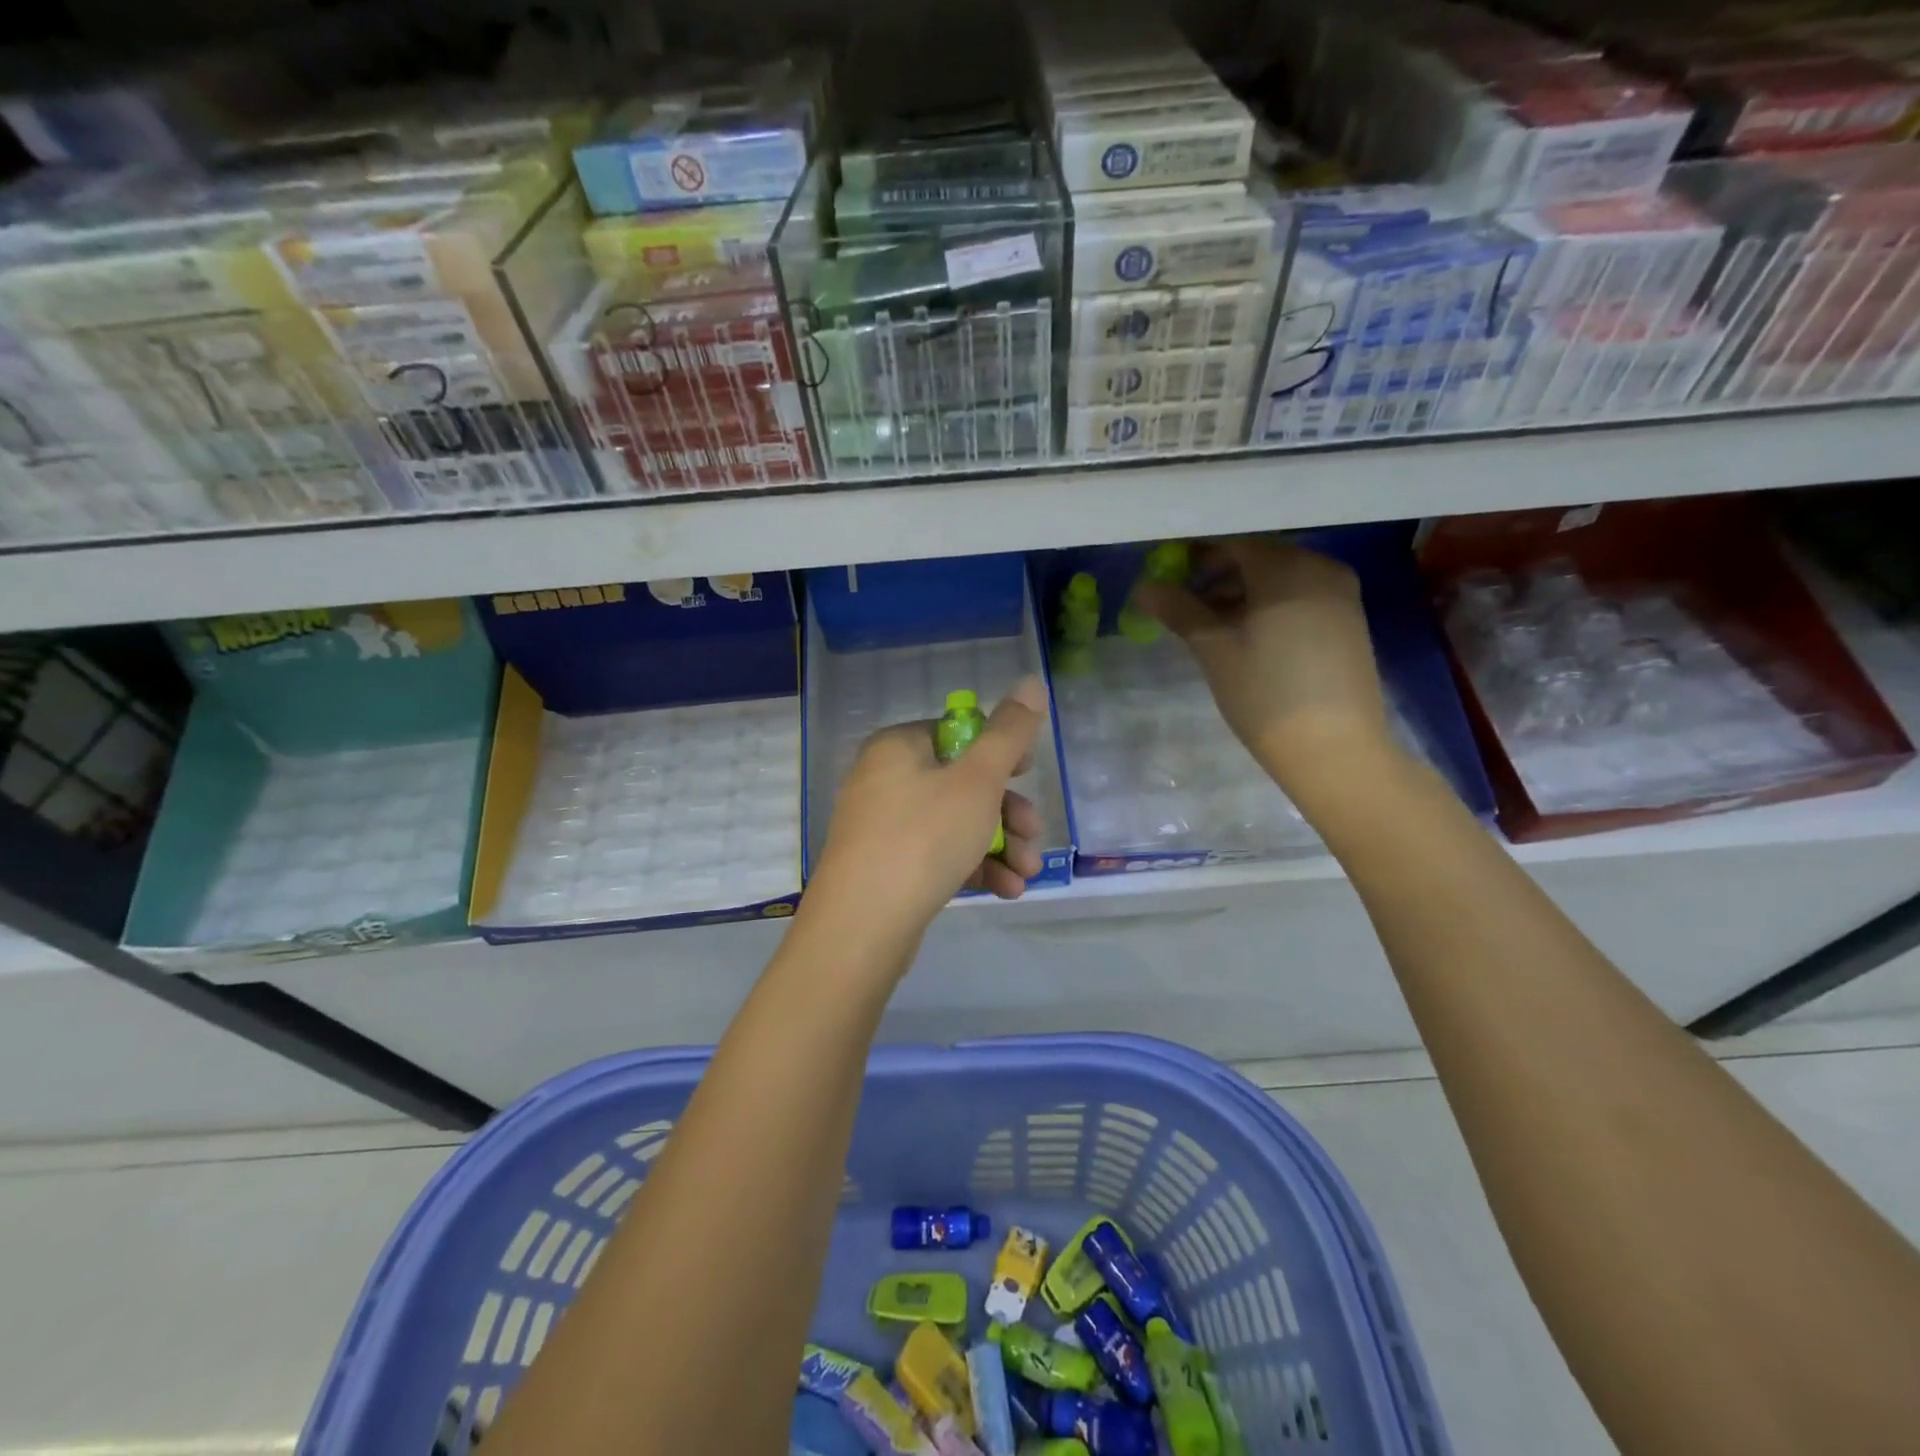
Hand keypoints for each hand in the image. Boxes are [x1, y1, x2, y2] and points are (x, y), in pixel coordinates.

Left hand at [806, 676, 1049, 944]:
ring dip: (999, 845)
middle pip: (961, 782)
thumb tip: (1032, 681)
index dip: (999, 752)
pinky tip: (1006, 890)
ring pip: (954, 823)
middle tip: (1033, 836)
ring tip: (1027, 874)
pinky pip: (937, 855)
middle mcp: (884, 779)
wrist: (862, 926)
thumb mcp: (977, 780)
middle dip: (1008, 812)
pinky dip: (973, 867)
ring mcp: (882, 826)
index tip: (1029, 776)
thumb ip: (1009, 733)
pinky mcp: (886, 868)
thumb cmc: (923, 837)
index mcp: (898, 747)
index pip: (957, 732)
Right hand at [1135, 537, 1394, 786]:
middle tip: (1185, 606)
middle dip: (1218, 577)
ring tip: (1211, 628)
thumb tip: (1144, 587)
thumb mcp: (1213, 649)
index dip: (1196, 557)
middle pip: (1258, 559)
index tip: (1168, 578)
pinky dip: (1270, 607)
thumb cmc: (1265, 692)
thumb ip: (1179, 610)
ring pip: (1280, 580)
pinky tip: (1248, 638)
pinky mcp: (1349, 622)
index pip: (1232, 543)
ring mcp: (1341, 595)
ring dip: (1243, 594)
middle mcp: (1321, 568)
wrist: (1334, 749)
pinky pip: (1300, 598)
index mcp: (1287, 567)